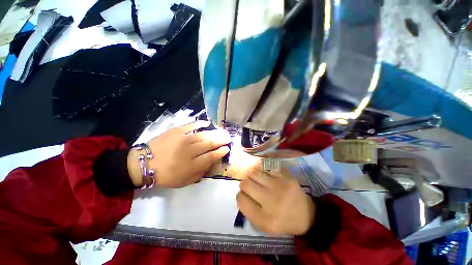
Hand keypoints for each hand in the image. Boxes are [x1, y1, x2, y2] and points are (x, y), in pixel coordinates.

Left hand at [128, 121, 230, 187]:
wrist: (144, 164)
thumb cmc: (165, 175)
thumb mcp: (184, 182)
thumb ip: (199, 174)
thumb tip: (210, 164)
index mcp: (192, 165)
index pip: (211, 157)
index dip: (221, 152)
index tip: (227, 149)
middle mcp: (190, 151)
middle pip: (210, 144)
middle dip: (221, 140)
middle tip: (228, 138)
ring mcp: (183, 139)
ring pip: (203, 135)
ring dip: (215, 133)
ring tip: (222, 131)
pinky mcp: (176, 131)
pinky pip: (191, 125)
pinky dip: (200, 124)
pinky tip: (207, 123)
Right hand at [237, 166, 315, 234]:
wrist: (305, 215)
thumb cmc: (281, 221)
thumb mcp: (263, 225)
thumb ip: (248, 211)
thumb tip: (240, 193)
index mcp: (264, 219)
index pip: (241, 199)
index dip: (240, 196)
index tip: (245, 195)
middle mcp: (271, 202)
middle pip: (245, 184)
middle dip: (245, 184)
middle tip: (250, 186)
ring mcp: (280, 187)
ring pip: (254, 172)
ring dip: (252, 175)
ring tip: (257, 179)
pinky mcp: (287, 177)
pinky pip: (267, 166)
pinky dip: (263, 169)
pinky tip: (265, 173)